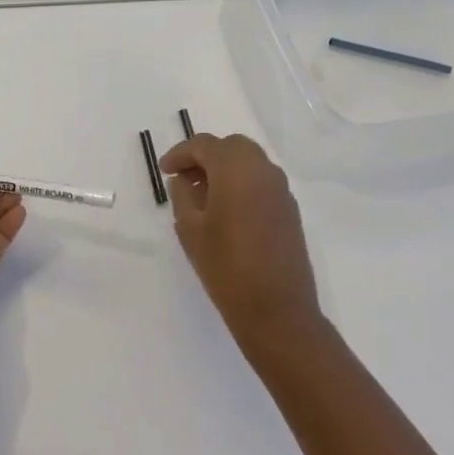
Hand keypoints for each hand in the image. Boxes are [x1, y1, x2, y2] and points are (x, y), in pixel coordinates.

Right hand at [161, 133, 322, 348]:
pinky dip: (242, 184)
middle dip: (205, 156)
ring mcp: (280, 189)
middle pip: (230, 146)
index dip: (179, 154)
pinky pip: (262, 182)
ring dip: (225, 169)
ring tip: (203, 196)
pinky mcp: (289, 209)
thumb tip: (184, 180)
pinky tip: (227, 210)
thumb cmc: (225, 265)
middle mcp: (262, 169)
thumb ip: (182, 195)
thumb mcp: (189, 228)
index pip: (203, 145)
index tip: (164, 171)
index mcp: (235, 168)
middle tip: (183, 179)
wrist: (276, 309)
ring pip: (249, 162)